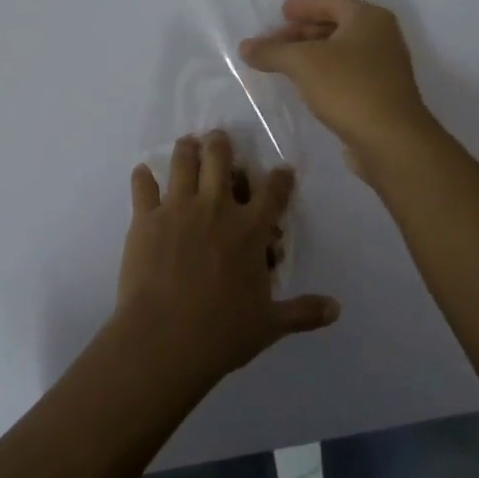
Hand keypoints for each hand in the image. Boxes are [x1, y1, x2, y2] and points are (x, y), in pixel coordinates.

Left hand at [110, 130, 339, 387]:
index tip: (283, 170)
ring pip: (183, 162)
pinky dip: (143, 178)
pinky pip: (143, 187)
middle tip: (218, 139)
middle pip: (220, 159)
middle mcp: (216, 208)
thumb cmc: (222, 332)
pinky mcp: (146, 218)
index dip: (281, 178)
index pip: (273, 192)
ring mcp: (178, 208)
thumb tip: (336, 309)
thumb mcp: (270, 324)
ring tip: (187, 143)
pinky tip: (142, 173)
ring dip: (186, 148)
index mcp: (250, 229)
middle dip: (221, 144)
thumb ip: (303, 312)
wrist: (165, 338)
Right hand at [240, 0, 437, 165]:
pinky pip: (346, 74)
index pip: (331, 2)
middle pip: (336, 26)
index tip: (280, 13)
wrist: (391, 140)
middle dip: (302, 32)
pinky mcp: (380, 94)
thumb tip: (245, 46)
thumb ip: (272, 51)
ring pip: (340, 51)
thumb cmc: (349, 88)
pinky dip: (323, 74)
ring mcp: (383, 67)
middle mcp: (381, 37)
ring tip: (283, 64)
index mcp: (369, 18)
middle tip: (274, 42)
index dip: (303, 6)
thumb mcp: (303, 64)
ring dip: (311, 55)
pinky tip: (305, 86)